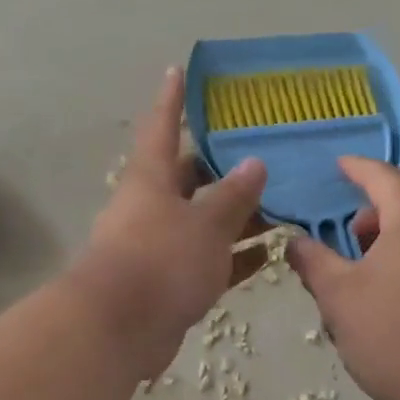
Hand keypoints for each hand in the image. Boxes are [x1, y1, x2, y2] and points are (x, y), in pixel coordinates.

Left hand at [76, 69, 267, 366]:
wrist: (120, 329)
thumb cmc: (162, 259)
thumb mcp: (206, 222)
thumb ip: (234, 195)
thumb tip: (254, 164)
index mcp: (151, 179)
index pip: (163, 127)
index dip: (172, 99)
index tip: (177, 70)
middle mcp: (152, 206)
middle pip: (188, 178)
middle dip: (222, 168)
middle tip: (261, 154)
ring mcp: (159, 246)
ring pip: (203, 222)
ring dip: (237, 216)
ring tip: (280, 204)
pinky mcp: (170, 283)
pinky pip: (209, 261)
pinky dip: (235, 257)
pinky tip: (269, 253)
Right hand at [287, 157, 399, 399]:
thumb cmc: (394, 334)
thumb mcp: (338, 296)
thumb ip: (313, 261)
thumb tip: (295, 243)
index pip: (382, 175)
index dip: (355, 168)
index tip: (337, 166)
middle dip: (386, 190)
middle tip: (356, 220)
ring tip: (369, 252)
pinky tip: (394, 273)